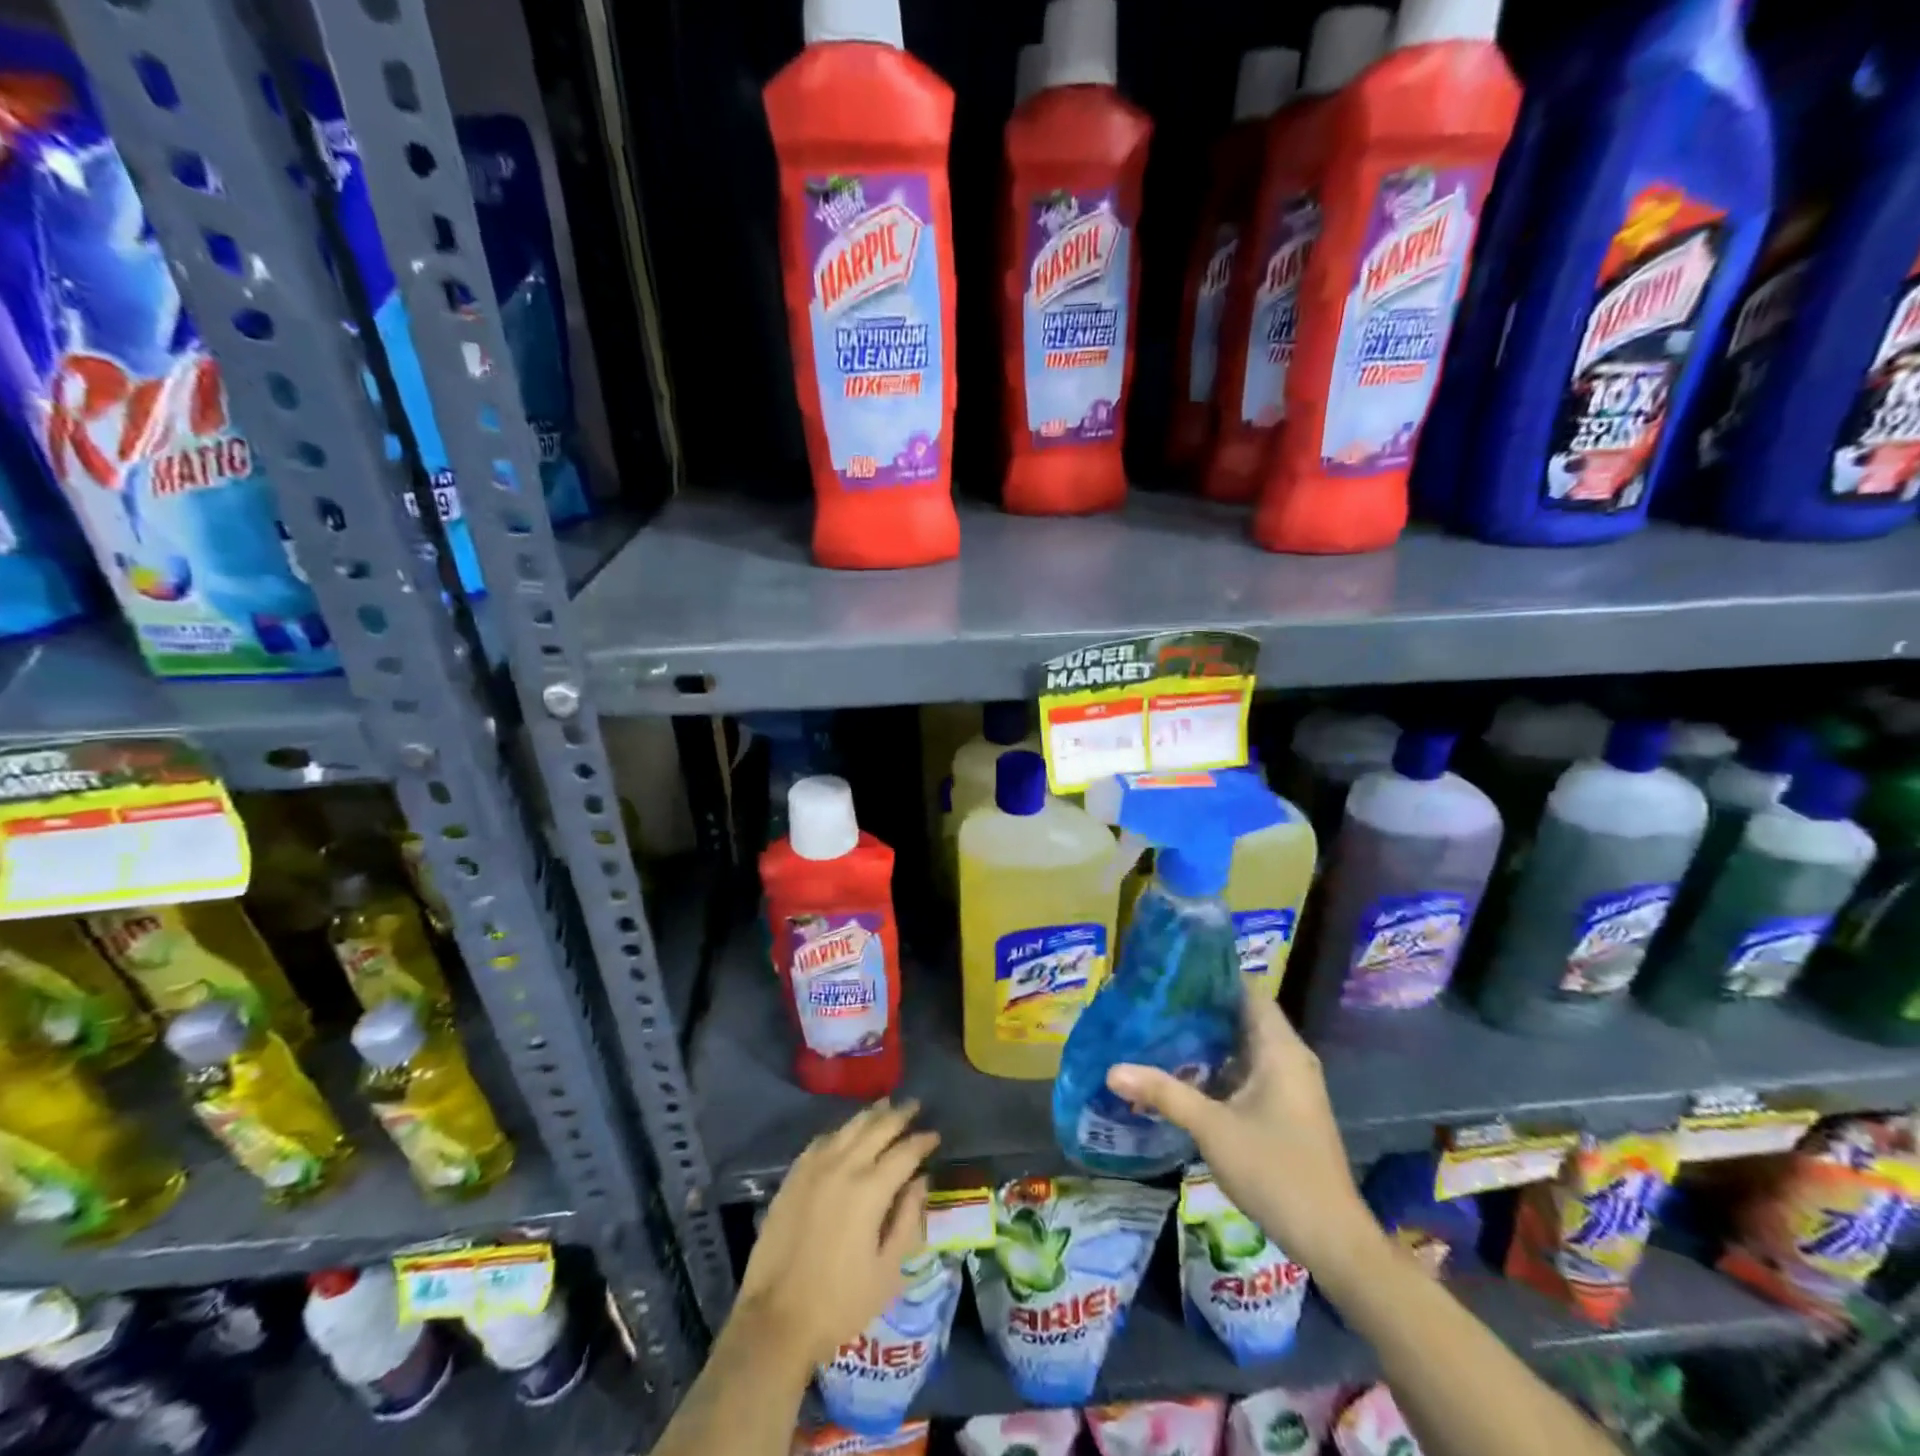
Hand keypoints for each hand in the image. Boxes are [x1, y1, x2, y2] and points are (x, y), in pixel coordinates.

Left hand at [734, 1099, 939, 1369]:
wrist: (776, 1320)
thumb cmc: (840, 1303)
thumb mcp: (887, 1271)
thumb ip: (908, 1220)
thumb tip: (921, 1182)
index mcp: (870, 1190)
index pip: (905, 1152)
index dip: (922, 1141)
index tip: (935, 1135)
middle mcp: (843, 1167)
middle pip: (877, 1128)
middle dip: (899, 1114)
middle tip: (915, 1105)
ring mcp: (814, 1168)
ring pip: (848, 1127)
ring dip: (871, 1115)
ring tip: (886, 1106)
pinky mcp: (793, 1177)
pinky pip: (822, 1140)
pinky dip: (841, 1131)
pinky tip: (846, 1132)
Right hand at [1106, 989, 1375, 1270]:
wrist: (1332, 1239)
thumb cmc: (1276, 1170)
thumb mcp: (1212, 1128)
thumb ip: (1163, 1093)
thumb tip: (1112, 1070)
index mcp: (1280, 1049)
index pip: (1247, 991)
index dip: (1212, 978)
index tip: (1172, 973)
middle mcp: (1290, 1058)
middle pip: (1243, 1017)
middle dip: (1201, 1010)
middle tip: (1155, 1002)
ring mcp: (1291, 1085)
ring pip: (1245, 1047)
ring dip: (1209, 1041)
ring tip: (1161, 1031)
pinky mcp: (1287, 1109)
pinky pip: (1250, 1071)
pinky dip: (1221, 1067)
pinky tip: (1185, 1075)